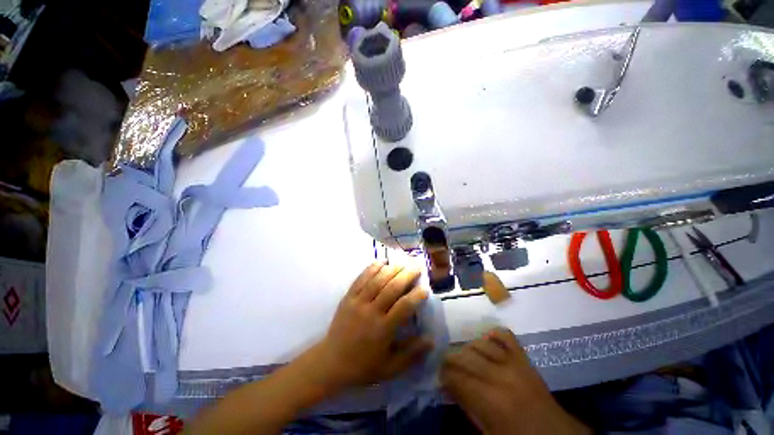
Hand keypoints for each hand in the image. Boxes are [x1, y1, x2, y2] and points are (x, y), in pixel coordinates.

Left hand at [313, 262, 432, 390]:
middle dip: (406, 275)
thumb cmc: (363, 367)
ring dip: (391, 269)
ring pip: (377, 280)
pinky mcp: (348, 297)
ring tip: (402, 262)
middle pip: (391, 288)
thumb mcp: (390, 368)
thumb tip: (431, 340)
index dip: (416, 296)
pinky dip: (372, 268)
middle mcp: (371, 312)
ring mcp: (358, 302)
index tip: (425, 289)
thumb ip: (411, 354)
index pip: (403, 307)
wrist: (331, 363)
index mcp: (383, 329)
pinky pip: (361, 279)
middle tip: (417, 267)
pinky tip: (381, 261)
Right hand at [441, 328, 589, 434]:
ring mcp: (514, 363)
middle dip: (450, 358)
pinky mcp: (524, 358)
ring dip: (468, 347)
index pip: (457, 378)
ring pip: (481, 344)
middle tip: (445, 363)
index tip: (439, 375)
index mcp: (491, 400)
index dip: (444, 375)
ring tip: (463, 354)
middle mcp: (500, 376)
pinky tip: (485, 340)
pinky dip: (493, 334)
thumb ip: (467, 406)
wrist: (554, 434)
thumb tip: (449, 386)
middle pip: (466, 357)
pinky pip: (505, 336)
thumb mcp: (488, 431)